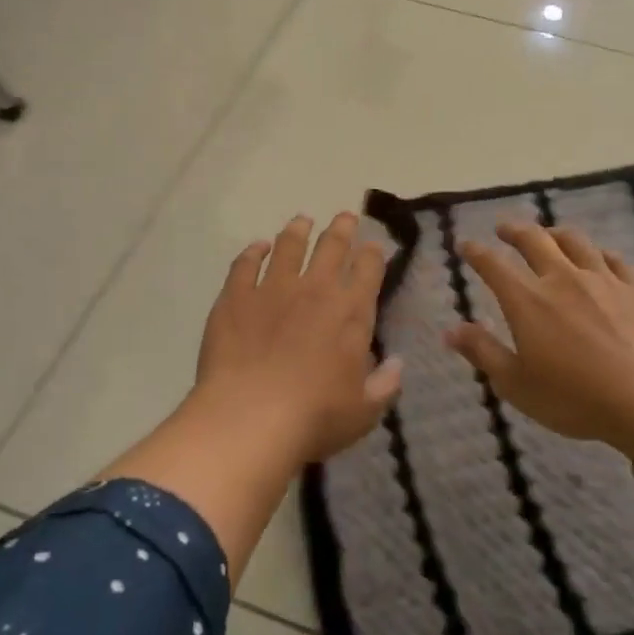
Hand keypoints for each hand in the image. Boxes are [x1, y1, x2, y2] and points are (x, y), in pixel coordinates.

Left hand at [190, 212, 402, 462]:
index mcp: (351, 313)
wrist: (250, 418)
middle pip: (332, 247)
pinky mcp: (235, 296)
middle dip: (342, 228)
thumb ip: (384, 384)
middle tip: (345, 216)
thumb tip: (397, 363)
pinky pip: (245, 264)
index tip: (374, 245)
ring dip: (298, 230)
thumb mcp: (364, 411)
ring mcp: (272, 288)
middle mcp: (315, 290)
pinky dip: (254, 251)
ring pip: (289, 246)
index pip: (368, 270)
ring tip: (302, 221)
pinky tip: (257, 246)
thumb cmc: (315, 417)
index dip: (373, 254)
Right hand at [449, 220, 633, 451]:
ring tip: (549, 234)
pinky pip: (615, 260)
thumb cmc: (575, 397)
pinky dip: (600, 255)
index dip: (475, 252)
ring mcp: (603, 280)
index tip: (465, 244)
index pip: (493, 265)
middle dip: (514, 230)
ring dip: (555, 233)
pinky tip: (600, 258)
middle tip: (503, 228)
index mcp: (527, 300)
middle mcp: (562, 279)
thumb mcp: (516, 384)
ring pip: (575, 242)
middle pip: (534, 240)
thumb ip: (482, 352)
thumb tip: (450, 330)